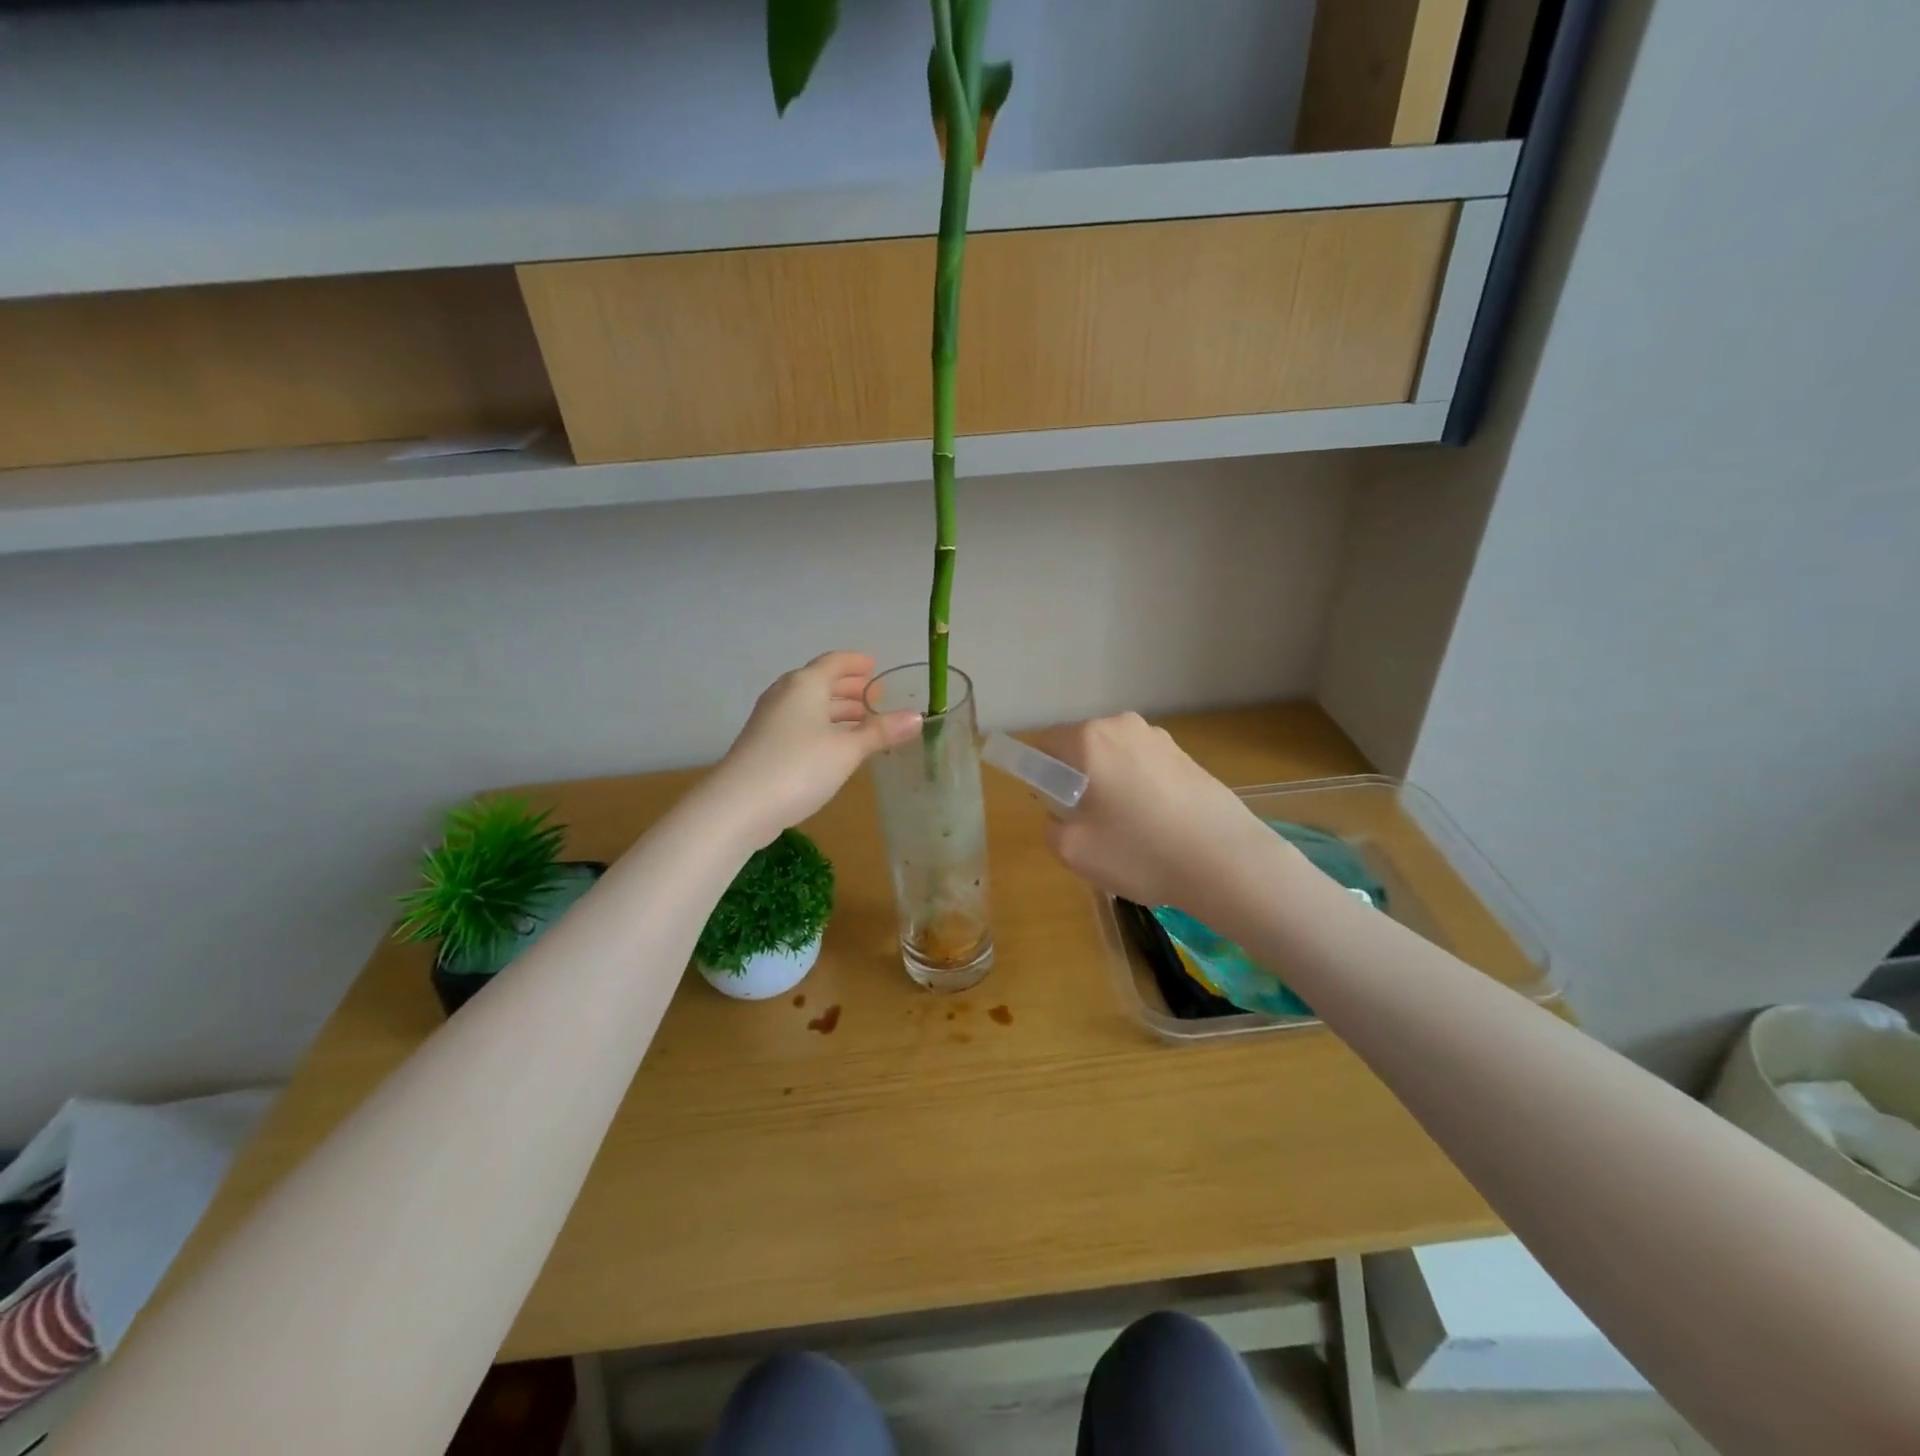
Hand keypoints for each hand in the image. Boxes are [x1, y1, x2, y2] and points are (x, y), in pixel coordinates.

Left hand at [709, 652, 920, 845]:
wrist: (738, 806)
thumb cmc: (798, 767)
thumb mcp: (847, 750)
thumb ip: (881, 732)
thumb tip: (918, 717)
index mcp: (805, 685)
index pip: (835, 662)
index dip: (857, 663)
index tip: (875, 666)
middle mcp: (785, 695)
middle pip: (821, 682)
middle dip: (850, 688)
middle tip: (876, 697)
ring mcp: (770, 720)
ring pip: (810, 706)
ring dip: (836, 710)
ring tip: (862, 722)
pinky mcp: (764, 744)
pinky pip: (800, 724)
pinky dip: (822, 727)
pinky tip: (836, 747)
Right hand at [1037, 713, 1278, 911]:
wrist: (1226, 861)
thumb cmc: (1141, 852)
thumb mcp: (1073, 851)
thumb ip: (1051, 827)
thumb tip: (1062, 815)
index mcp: (1090, 739)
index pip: (1046, 745)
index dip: (1042, 777)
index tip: (1058, 809)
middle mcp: (1123, 726)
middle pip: (1082, 749)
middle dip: (1078, 780)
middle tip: (1090, 824)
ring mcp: (1160, 739)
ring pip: (1116, 759)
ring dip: (1112, 785)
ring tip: (1130, 831)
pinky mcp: (1187, 756)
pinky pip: (1145, 768)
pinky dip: (1141, 790)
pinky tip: (1158, 828)